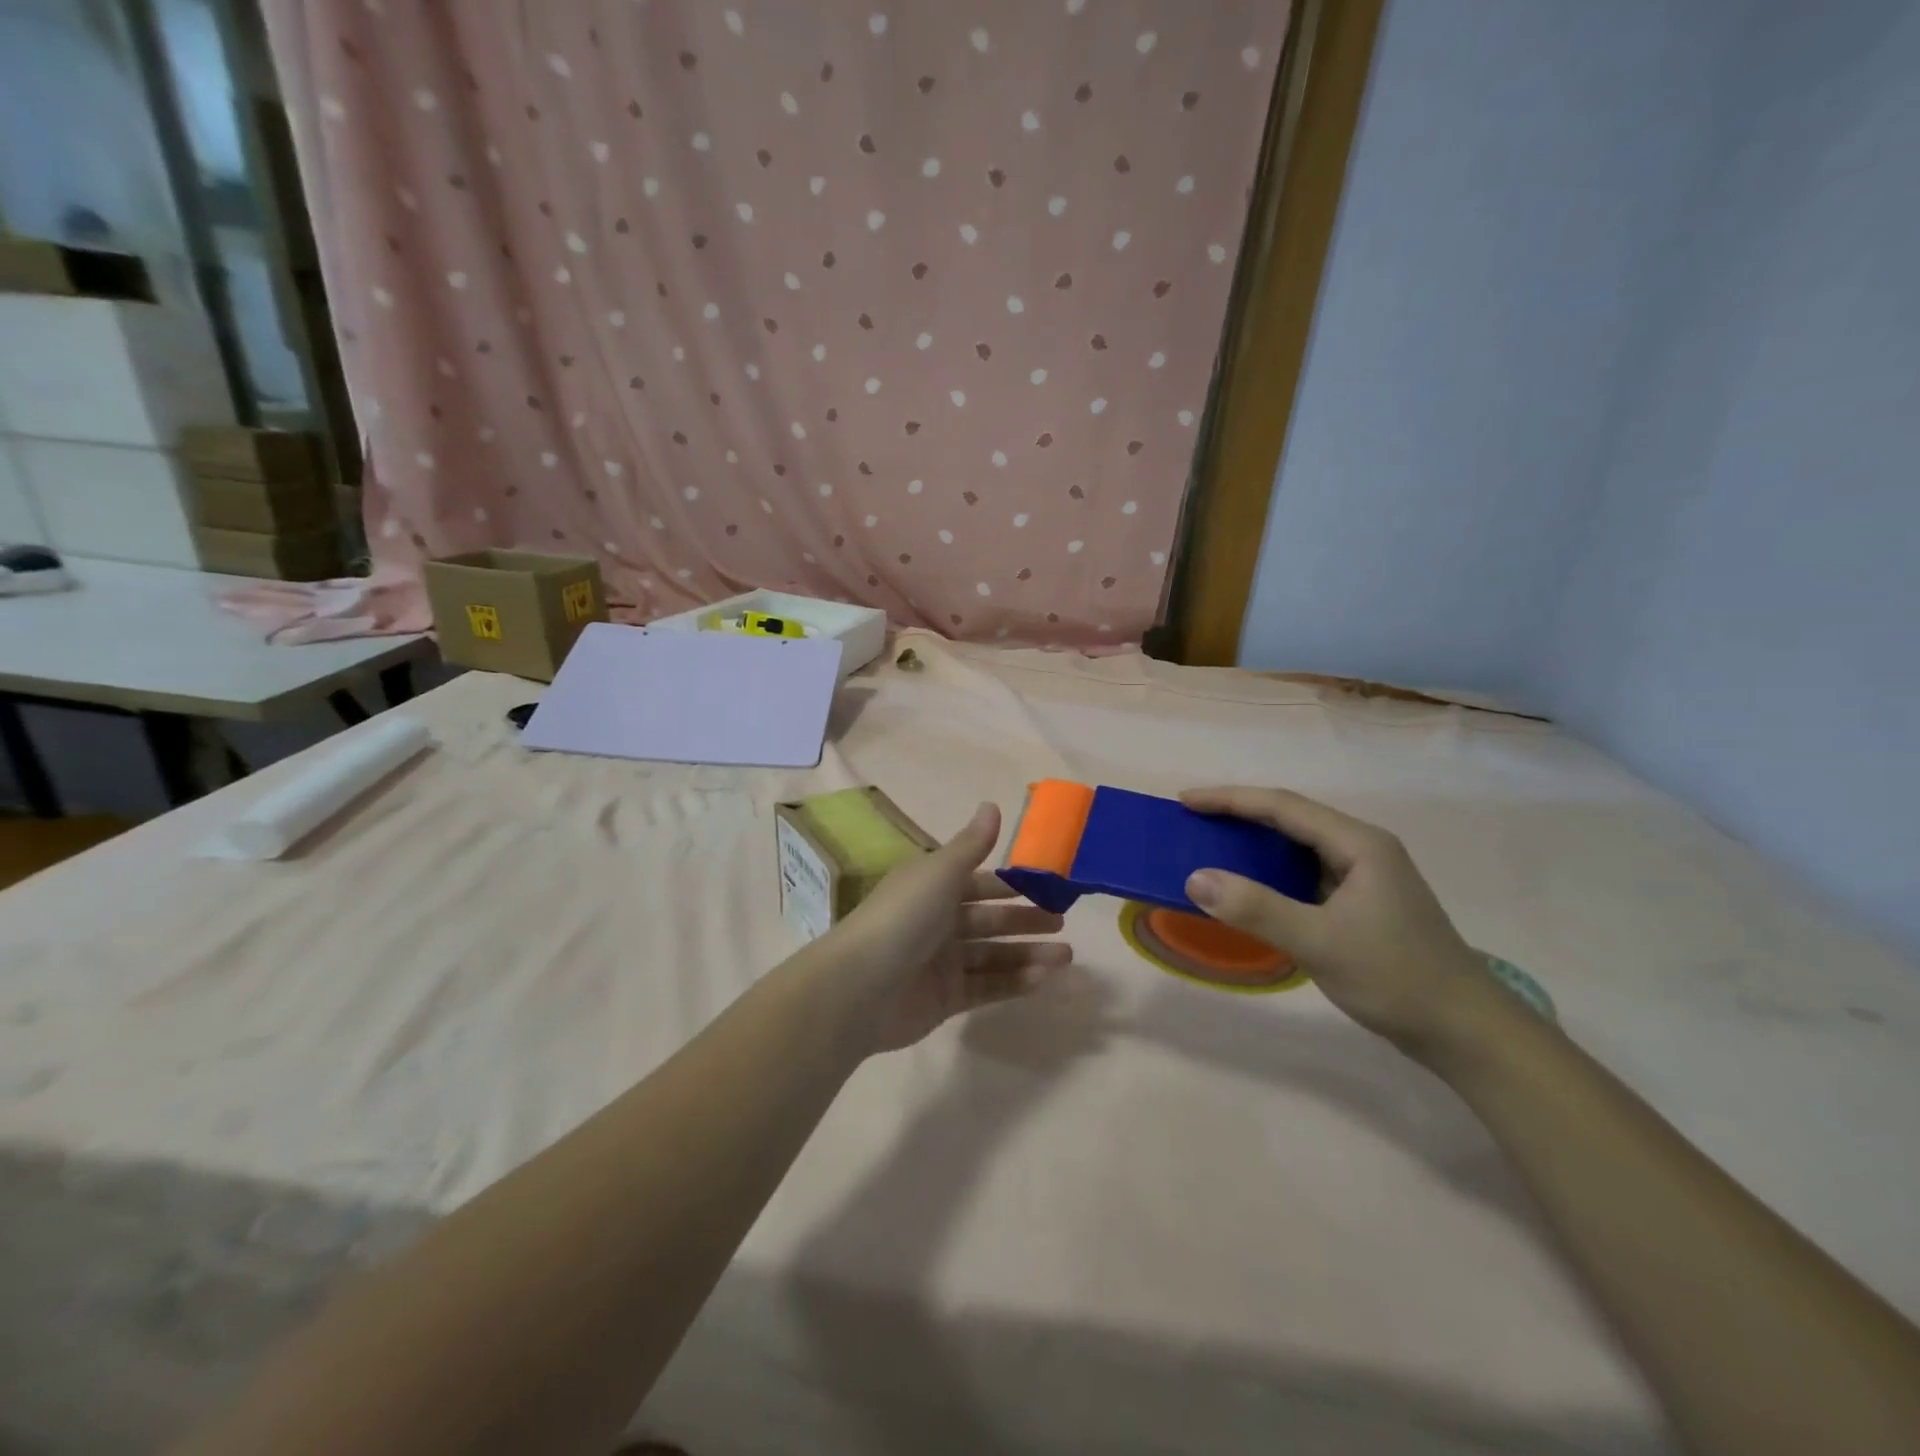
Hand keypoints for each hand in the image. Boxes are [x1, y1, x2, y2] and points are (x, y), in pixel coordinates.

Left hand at [814, 803, 1072, 1055]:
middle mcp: (936, 922)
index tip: (1046, 887)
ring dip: (1028, 954)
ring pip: (992, 955)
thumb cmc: (904, 917)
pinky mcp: (945, 999)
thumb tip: (992, 804)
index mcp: (931, 888)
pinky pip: (986, 987)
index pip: (978, 883)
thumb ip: (972, 844)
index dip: (1010, 885)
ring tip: (1065, 957)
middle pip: (989, 919)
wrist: (861, 987)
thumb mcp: (940, 872)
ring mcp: (940, 963)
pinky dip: (1014, 982)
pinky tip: (1044, 979)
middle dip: (1025, 920)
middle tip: (1061, 924)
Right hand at [1180, 787, 1494, 1055]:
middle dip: (1239, 815)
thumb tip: (1194, 878)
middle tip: (1192, 821)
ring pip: (1298, 846)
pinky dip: (1271, 873)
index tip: (1185, 801)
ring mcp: (1365, 877)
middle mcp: (1362, 849)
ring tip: (1211, 846)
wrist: (1466, 1032)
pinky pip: (1305, 874)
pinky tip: (1250, 886)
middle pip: (1291, 818)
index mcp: (1359, 844)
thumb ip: (1256, 908)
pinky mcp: (1362, 903)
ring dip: (1254, 843)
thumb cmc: (1396, 978)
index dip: (1230, 799)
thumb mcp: (1319, 942)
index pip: (1283, 806)